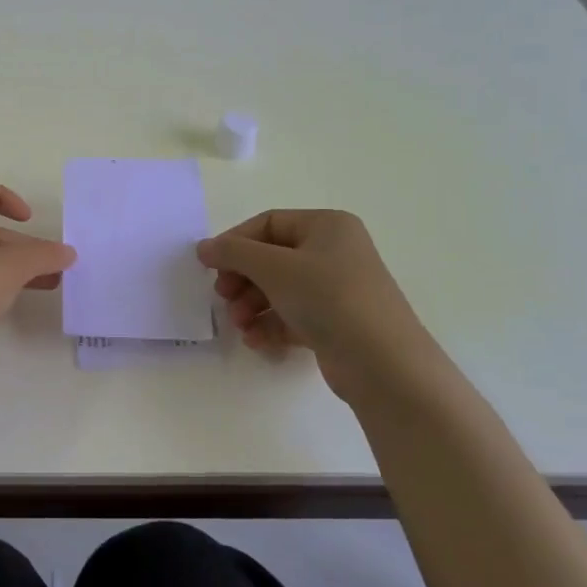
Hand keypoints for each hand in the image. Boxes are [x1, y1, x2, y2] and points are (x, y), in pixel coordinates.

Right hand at [197, 209, 441, 404]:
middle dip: (242, 279)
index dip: (235, 242)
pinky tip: (256, 341)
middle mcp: (334, 252)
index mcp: (327, 226)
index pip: (268, 223)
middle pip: (271, 258)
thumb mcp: (274, 267)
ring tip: (239, 324)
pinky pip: (293, 315)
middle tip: (223, 297)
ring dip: (251, 305)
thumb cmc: (328, 298)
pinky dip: (270, 325)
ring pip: (280, 289)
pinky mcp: (336, 323)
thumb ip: (233, 253)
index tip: (209, 266)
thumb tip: (203, 247)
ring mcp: (337, 289)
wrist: (383, 363)